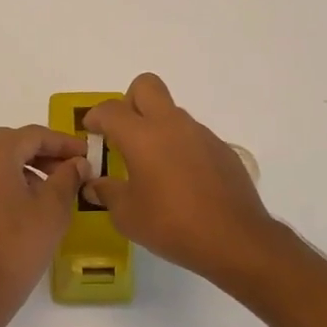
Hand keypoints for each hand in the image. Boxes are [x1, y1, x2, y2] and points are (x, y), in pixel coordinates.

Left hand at [0, 125, 89, 326]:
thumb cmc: (18, 248)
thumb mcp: (52, 210)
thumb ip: (67, 178)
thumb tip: (77, 163)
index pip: (31, 135)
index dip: (62, 142)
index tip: (86, 154)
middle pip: (9, 143)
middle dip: (41, 152)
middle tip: (68, 168)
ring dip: (22, 166)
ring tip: (49, 188)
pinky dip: (2, 181)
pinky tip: (22, 203)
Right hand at [81, 74, 286, 283]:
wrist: (234, 240)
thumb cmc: (171, 225)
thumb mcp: (127, 215)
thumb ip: (107, 192)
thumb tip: (94, 184)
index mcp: (142, 136)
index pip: (110, 109)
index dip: (95, 117)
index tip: (91, 133)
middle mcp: (171, 125)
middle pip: (146, 86)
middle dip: (130, 102)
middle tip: (124, 134)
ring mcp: (201, 134)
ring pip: (171, 113)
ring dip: (157, 128)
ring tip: (153, 167)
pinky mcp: (222, 150)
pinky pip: (193, 137)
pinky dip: (180, 148)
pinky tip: (182, 182)